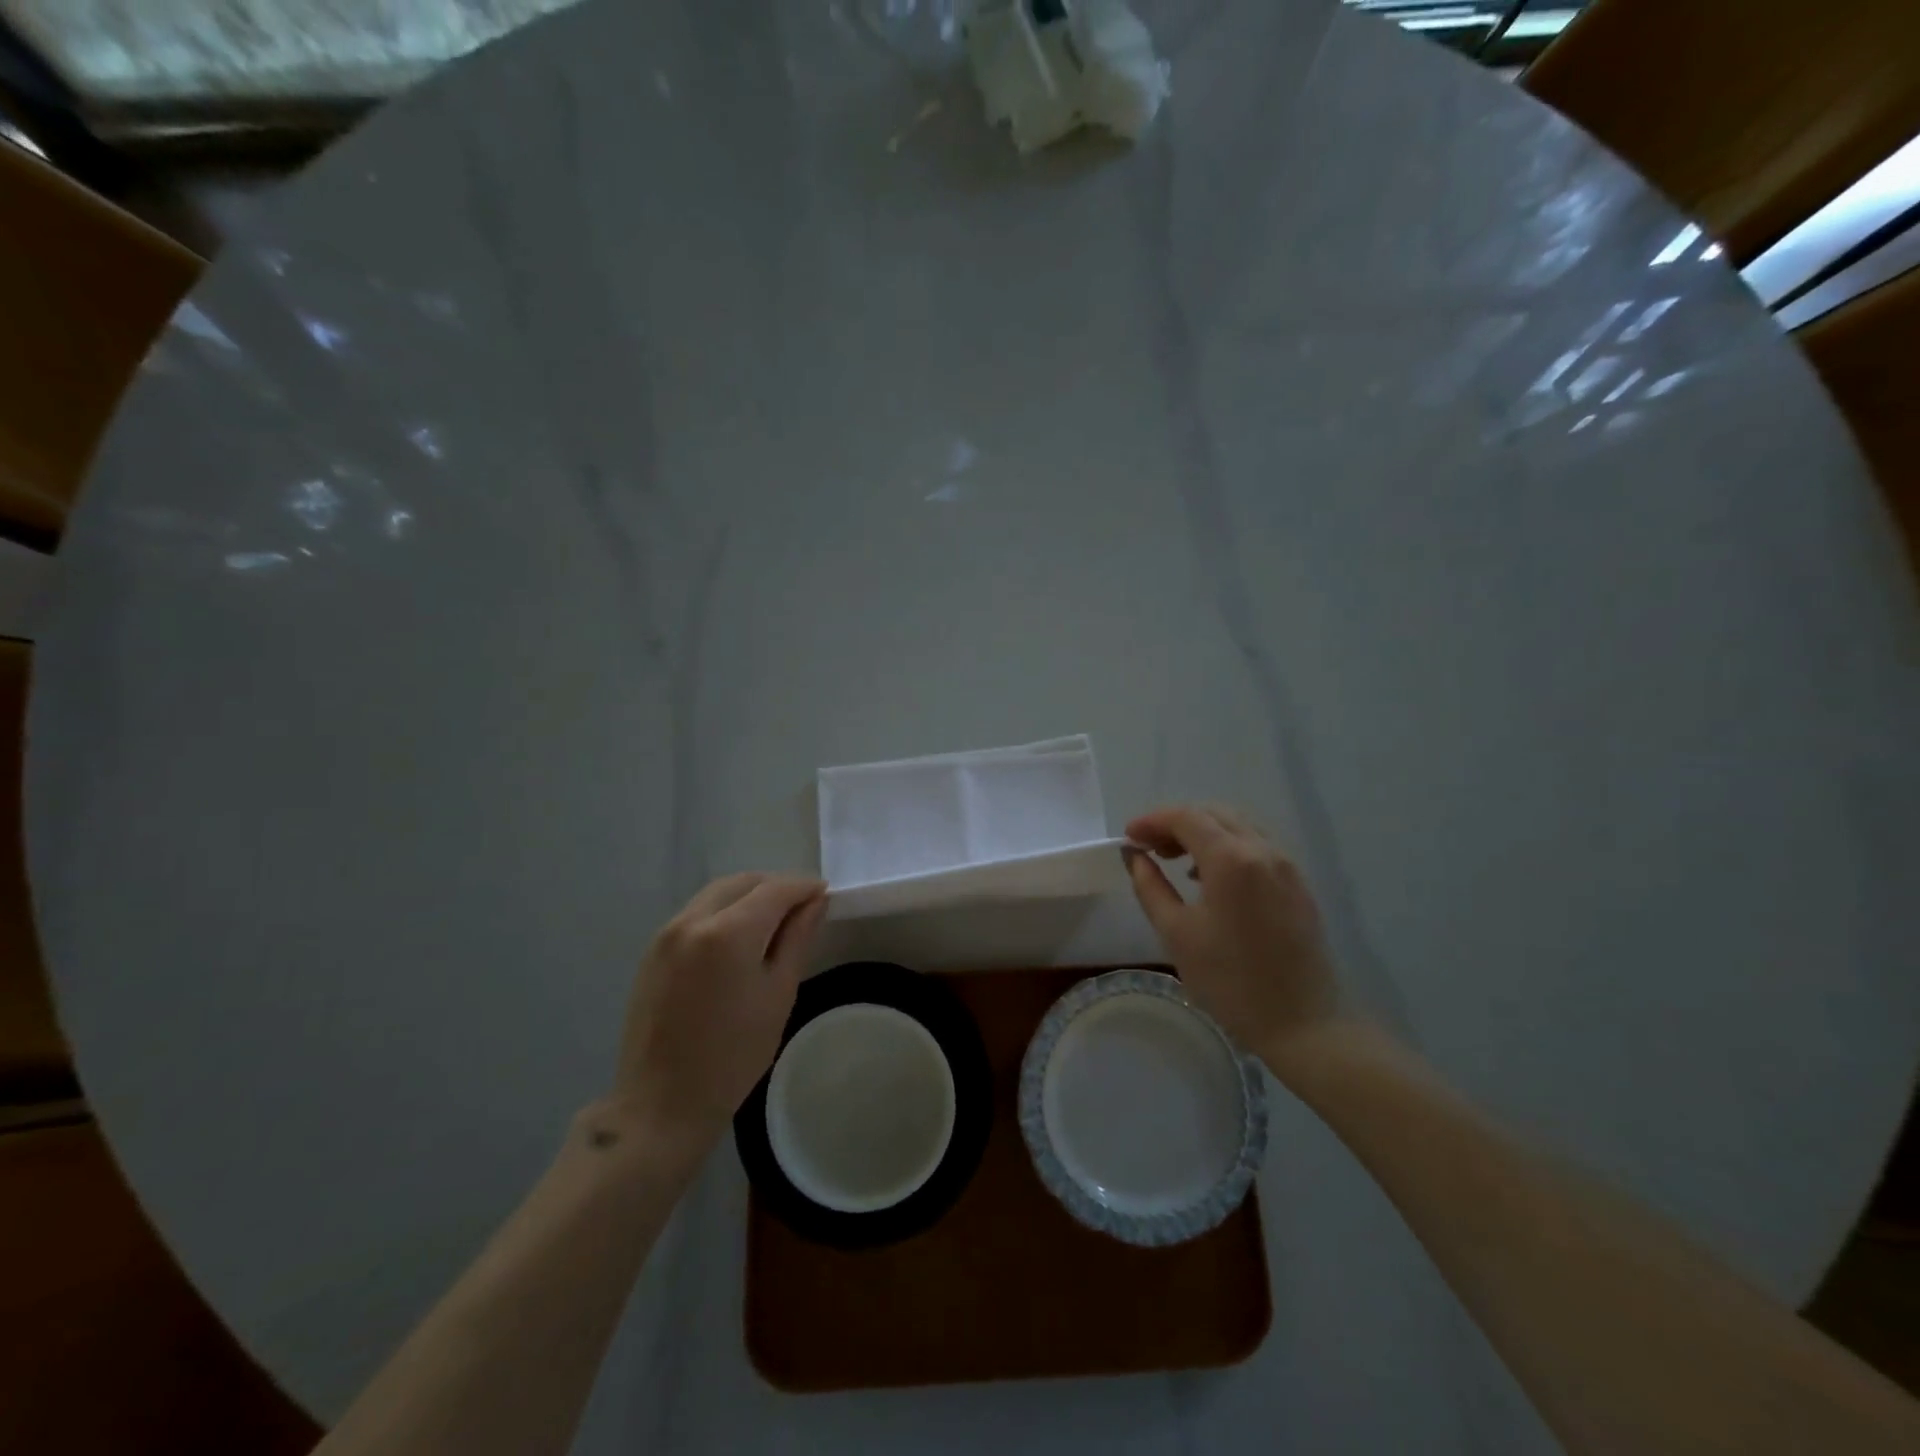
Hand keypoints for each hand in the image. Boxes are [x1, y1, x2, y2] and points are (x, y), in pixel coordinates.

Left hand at [608, 874, 827, 1162]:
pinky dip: (724, 911)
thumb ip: (797, 938)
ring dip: (749, 896)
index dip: (804, 887)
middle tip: (803, 909)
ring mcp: (667, 933)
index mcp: (728, 933)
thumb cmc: (732, 1056)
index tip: (825, 895)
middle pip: (743, 882)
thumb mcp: (778, 994)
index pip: (775, 889)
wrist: (661, 1104)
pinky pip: (697, 912)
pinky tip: (739, 939)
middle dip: (776, 887)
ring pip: (717, 893)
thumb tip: (815, 901)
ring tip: (774, 923)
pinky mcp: (653, 950)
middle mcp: (692, 920)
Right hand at [1123, 805, 1350, 1077]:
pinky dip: (1227, 846)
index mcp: (1231, 859)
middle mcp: (1263, 850)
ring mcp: (1286, 865)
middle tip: (1148, 847)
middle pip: (1213, 814)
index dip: (1153, 821)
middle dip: (1176, 822)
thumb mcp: (1177, 933)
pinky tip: (1210, 876)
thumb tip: (1134, 856)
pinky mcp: (1298, 883)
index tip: (1129, 837)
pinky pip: (1256, 846)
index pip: (1186, 817)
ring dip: (1202, 832)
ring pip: (1238, 826)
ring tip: (1175, 859)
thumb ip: (1150, 886)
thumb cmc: (1230, 981)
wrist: (1303, 1023)